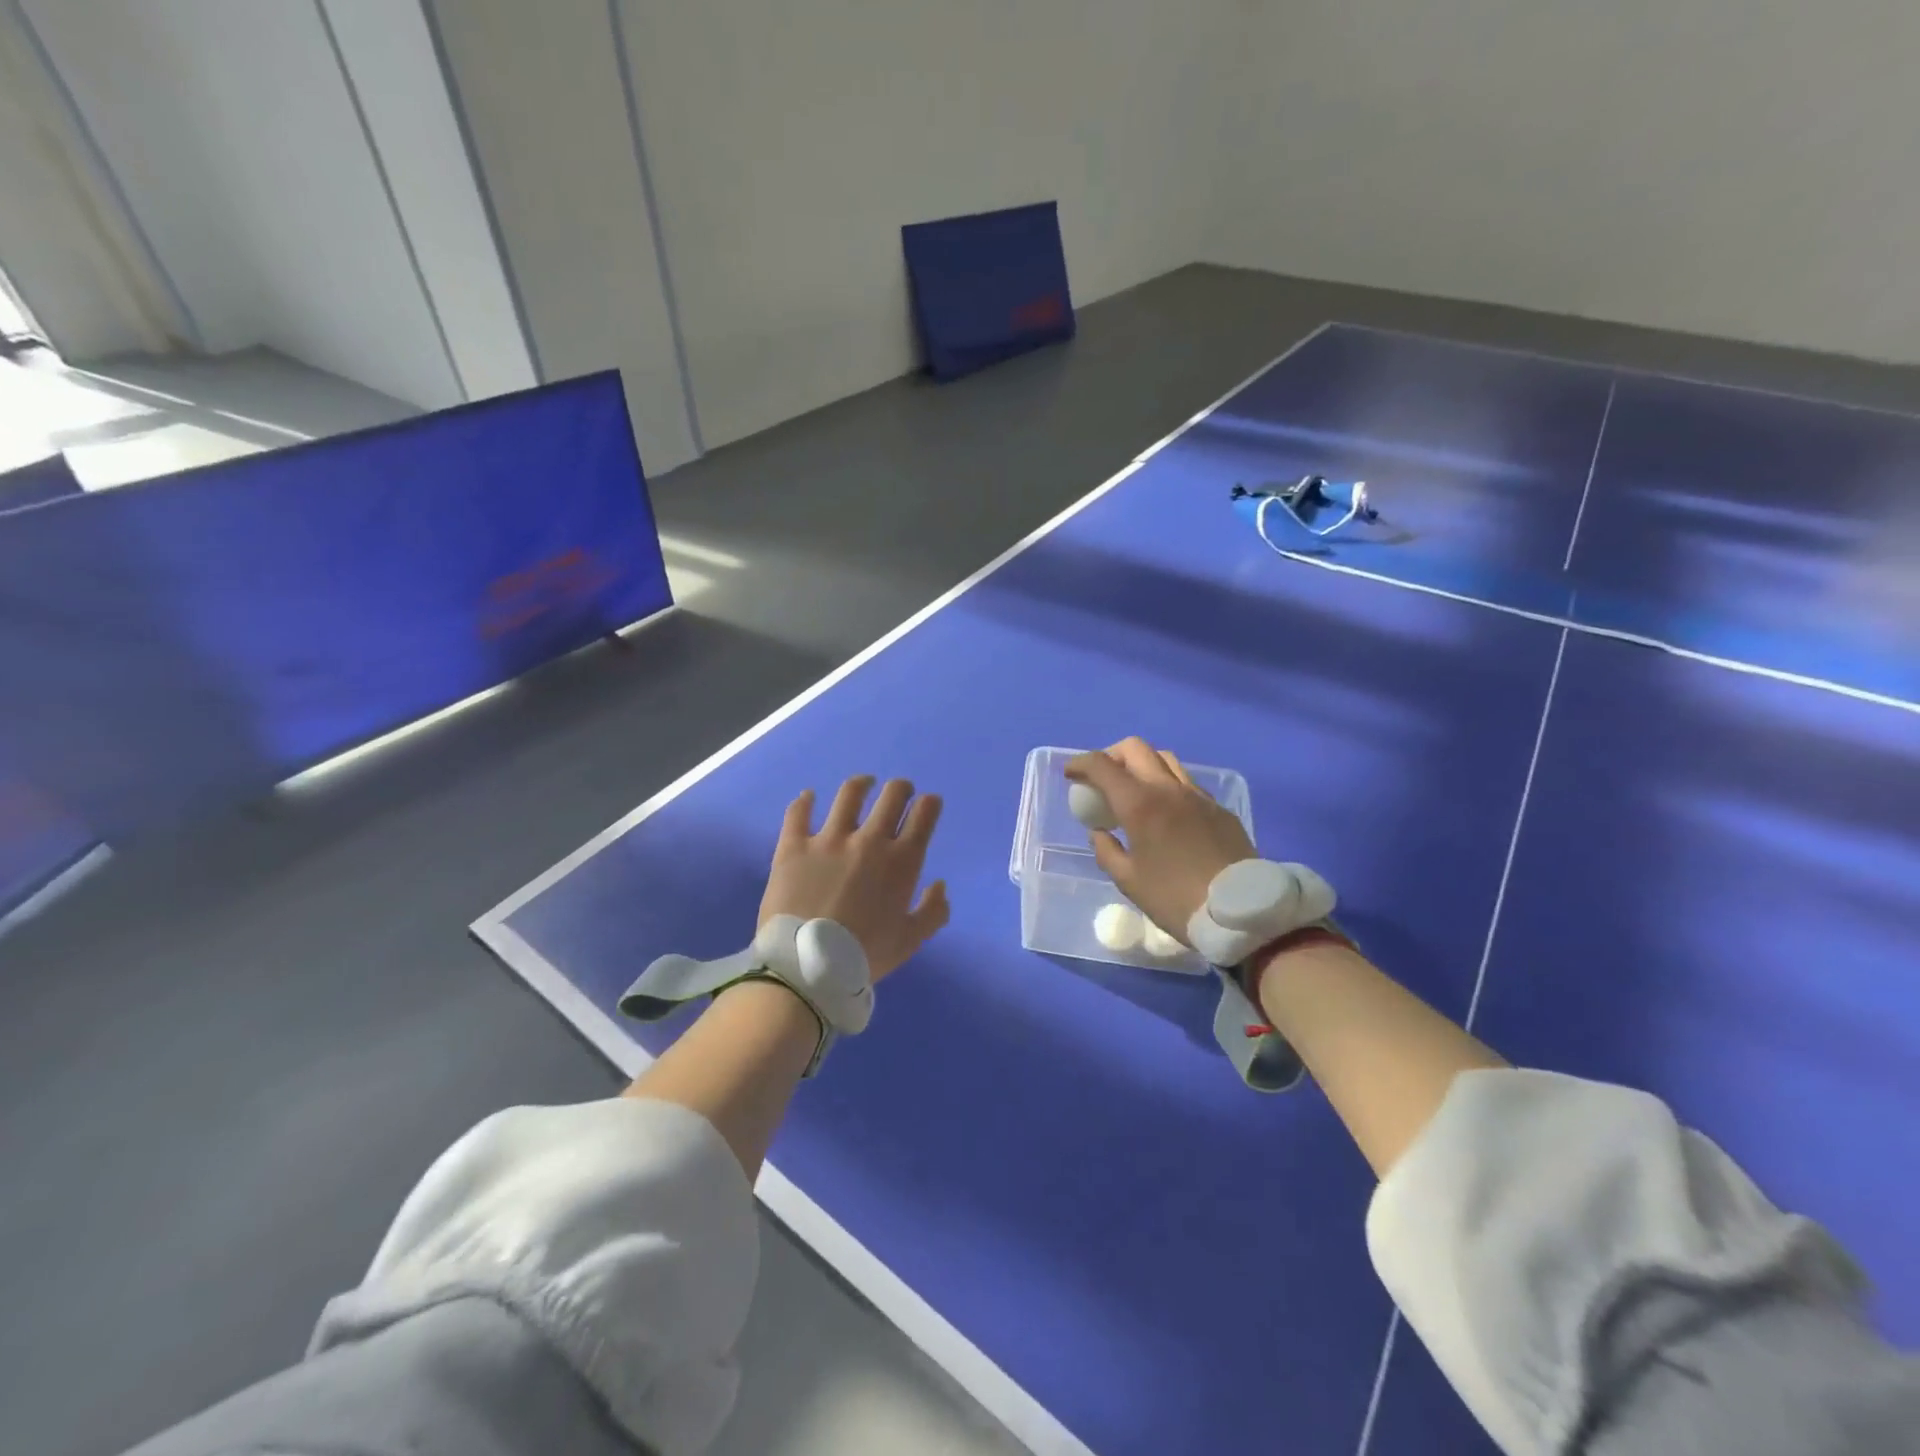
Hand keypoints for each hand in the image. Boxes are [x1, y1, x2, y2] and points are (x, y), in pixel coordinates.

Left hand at [759, 776, 949, 981]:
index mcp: (901, 861)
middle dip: (901, 789)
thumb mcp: (909, 941)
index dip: (929, 804)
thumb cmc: (864, 955)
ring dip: (861, 784)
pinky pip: (798, 813)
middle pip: (892, 795)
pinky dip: (804, 801)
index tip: (928, 805)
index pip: (924, 813)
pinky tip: (808, 797)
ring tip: (863, 784)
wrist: (807, 966)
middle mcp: (869, 840)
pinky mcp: (793, 846)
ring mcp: (829, 839)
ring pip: (850, 794)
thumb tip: (940, 885)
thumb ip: (932, 911)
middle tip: (899, 793)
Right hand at [1064, 737, 1254, 945]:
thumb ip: (1106, 851)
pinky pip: (1188, 783)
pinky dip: (1168, 785)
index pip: (1102, 766)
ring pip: (1166, 760)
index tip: (1071, 774)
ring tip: (1135, 791)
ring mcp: (1198, 795)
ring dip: (1143, 765)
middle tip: (1102, 779)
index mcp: (1140, 804)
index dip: (1081, 764)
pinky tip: (1167, 812)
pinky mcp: (1219, 808)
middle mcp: (1168, 789)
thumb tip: (1099, 832)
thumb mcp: (1128, 882)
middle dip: (1111, 756)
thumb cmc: (1175, 899)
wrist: (1240, 912)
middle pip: (1135, 749)